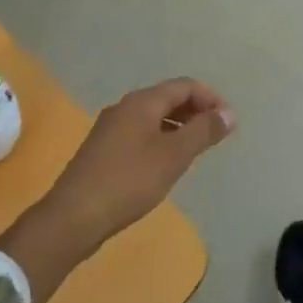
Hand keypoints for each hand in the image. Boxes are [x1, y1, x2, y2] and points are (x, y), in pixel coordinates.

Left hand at [1, 79, 233, 302]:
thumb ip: (203, 131)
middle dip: (195, 111)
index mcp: (142, 102)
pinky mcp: (103, 150)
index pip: (184, 86)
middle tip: (216, 136)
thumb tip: (229, 113)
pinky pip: (140, 133)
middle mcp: (124, 107)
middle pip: (167, 98)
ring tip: (196, 150)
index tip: (228, 123)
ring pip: (153, 117)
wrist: (73, 216)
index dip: (210, 98)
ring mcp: (110, 128)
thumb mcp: (173, 156)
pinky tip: (165, 164)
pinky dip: (161, 139)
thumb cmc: (129, 181)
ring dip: (178, 126)